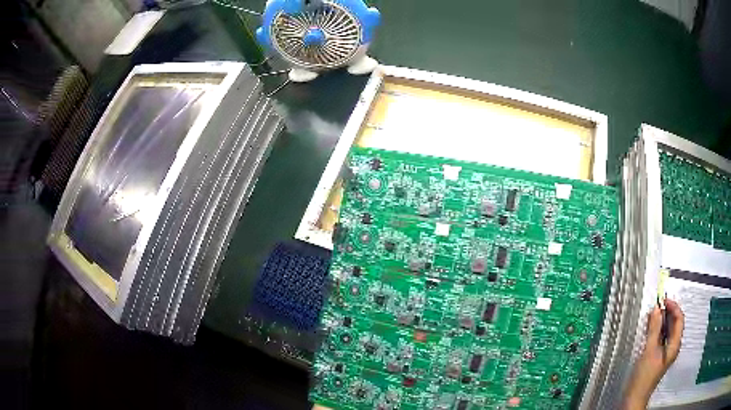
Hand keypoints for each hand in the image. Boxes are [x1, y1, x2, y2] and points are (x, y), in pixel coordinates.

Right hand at [623, 299, 683, 409]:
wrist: (634, 397)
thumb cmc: (644, 377)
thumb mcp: (649, 351)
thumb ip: (654, 329)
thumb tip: (656, 309)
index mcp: (675, 345)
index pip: (679, 319)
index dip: (673, 307)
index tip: (664, 300)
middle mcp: (673, 347)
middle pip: (674, 323)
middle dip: (667, 312)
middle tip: (658, 305)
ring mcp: (666, 352)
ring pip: (668, 330)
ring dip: (662, 320)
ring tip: (653, 314)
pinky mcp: (658, 356)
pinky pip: (662, 337)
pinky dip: (657, 329)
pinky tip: (651, 328)